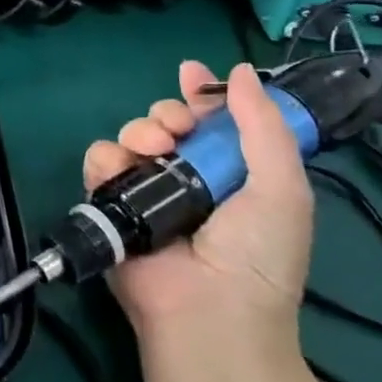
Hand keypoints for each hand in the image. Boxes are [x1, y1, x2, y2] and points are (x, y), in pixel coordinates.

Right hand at [84, 62, 313, 344]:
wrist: (207, 310)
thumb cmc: (257, 254)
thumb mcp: (283, 188)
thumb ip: (264, 126)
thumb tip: (244, 71)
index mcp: (231, 171)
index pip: (211, 120)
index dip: (201, 94)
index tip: (190, 74)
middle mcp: (186, 176)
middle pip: (166, 121)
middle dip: (167, 113)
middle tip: (175, 129)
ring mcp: (145, 189)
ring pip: (130, 135)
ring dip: (138, 131)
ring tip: (152, 151)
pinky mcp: (109, 203)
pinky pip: (99, 162)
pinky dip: (107, 160)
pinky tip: (121, 170)